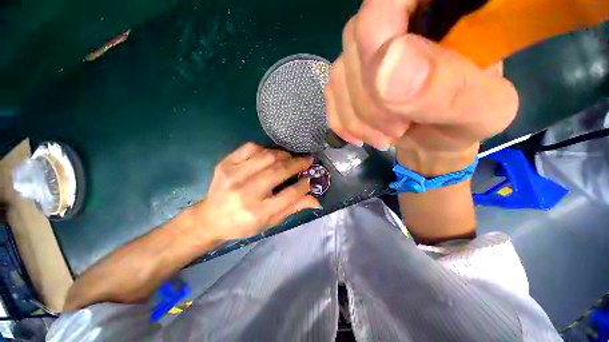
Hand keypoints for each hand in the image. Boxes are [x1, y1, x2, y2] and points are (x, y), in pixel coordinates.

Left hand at [189, 143, 320, 240]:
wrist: (211, 218)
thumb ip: (294, 208)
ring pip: (268, 156)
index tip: (310, 178)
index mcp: (259, 212)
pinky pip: (251, 147)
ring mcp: (234, 175)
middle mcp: (246, 193)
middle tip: (307, 161)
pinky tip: (269, 156)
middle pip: (279, 171)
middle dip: (298, 163)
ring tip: (290, 159)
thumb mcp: (271, 222)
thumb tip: (317, 200)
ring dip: (284, 155)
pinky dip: (265, 149)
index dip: (304, 184)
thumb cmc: (244, 224)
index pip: (290, 194)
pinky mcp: (225, 164)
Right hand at [325, 0, 517, 173]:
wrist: (435, 138)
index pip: (386, 1)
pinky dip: (344, 123)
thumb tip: (387, 69)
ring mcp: (365, 50)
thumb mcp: (480, 110)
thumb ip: (448, 87)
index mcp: (442, 7)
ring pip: (339, 76)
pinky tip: (362, 136)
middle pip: (356, 43)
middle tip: (398, 130)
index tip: (394, 103)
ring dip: (358, 119)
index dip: (378, 45)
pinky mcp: (349, 77)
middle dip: (372, 102)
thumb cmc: (466, 123)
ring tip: (386, 137)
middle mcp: (395, 17)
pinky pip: (331, 96)